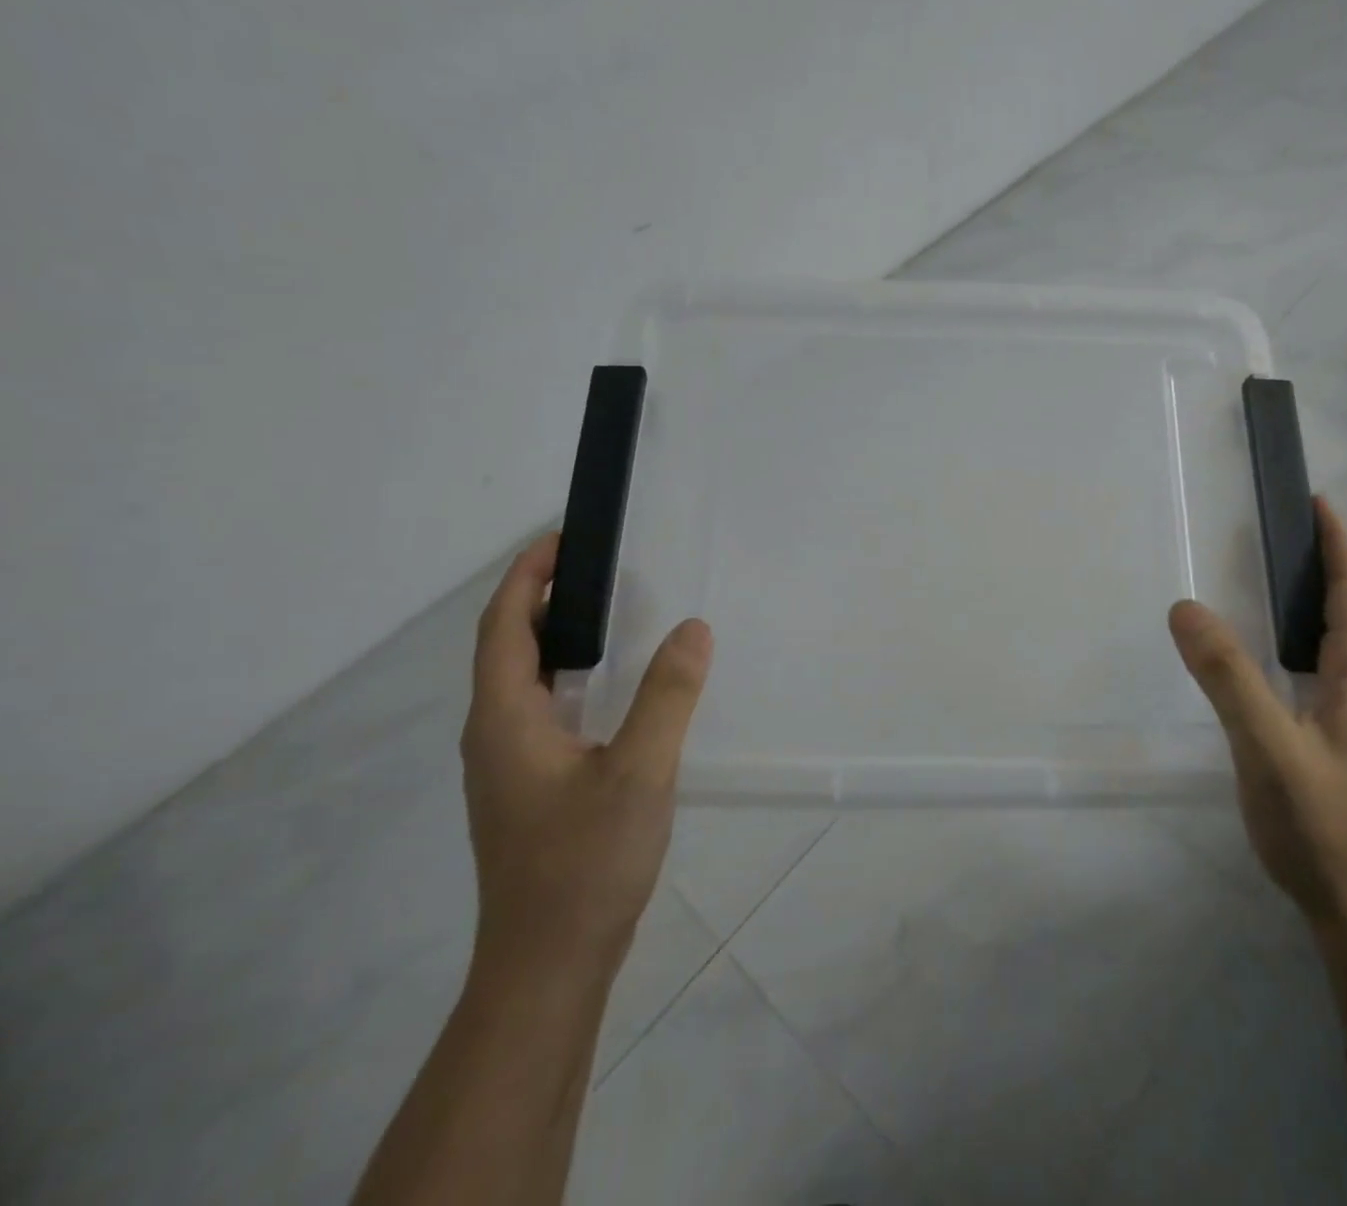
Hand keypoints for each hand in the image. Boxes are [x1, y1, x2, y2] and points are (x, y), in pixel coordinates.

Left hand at [461, 534, 712, 982]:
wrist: (549, 965)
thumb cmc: (585, 863)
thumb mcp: (639, 772)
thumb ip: (667, 695)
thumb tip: (694, 628)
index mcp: (505, 720)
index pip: (503, 626)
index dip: (527, 577)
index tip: (563, 539)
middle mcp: (494, 735)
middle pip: (508, 648)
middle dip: (543, 599)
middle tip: (599, 569)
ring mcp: (508, 766)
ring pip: (523, 682)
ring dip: (555, 639)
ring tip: (608, 616)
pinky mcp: (529, 788)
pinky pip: (541, 710)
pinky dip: (568, 677)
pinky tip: (612, 689)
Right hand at [1169, 497, 1346, 930]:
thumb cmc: (1318, 823)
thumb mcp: (1266, 746)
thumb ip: (1227, 676)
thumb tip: (1186, 607)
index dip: (1338, 542)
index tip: (1316, 501)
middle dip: (1328, 561)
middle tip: (1282, 530)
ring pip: (1346, 636)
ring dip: (1321, 596)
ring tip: (1278, 575)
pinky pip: (1332, 662)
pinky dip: (1309, 632)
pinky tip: (1278, 648)